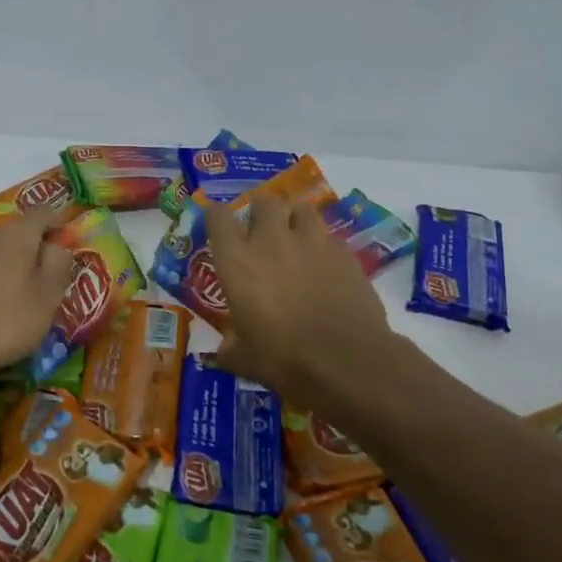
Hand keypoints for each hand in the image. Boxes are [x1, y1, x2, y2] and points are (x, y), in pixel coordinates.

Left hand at [0, 205, 75, 381]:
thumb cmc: (5, 322)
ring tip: (18, 299)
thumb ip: (59, 264)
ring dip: (10, 268)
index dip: (59, 223)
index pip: (43, 213)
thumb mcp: (48, 297)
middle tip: (46, 283)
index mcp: (16, 234)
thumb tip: (56, 246)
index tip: (67, 244)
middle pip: (18, 234)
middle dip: (34, 252)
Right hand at [204, 194, 393, 401]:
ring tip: (296, 238)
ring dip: (295, 220)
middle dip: (260, 210)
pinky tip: (325, 266)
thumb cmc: (283, 358)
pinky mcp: (344, 253)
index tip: (216, 223)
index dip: (215, 216)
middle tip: (261, 230)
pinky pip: (329, 238)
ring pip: (301, 210)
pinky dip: (323, 246)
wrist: (346, 360)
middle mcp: (272, 240)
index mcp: (237, 261)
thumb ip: (229, 347)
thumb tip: (224, 351)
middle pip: (264, 201)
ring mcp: (312, 242)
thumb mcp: (242, 359)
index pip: (218, 218)